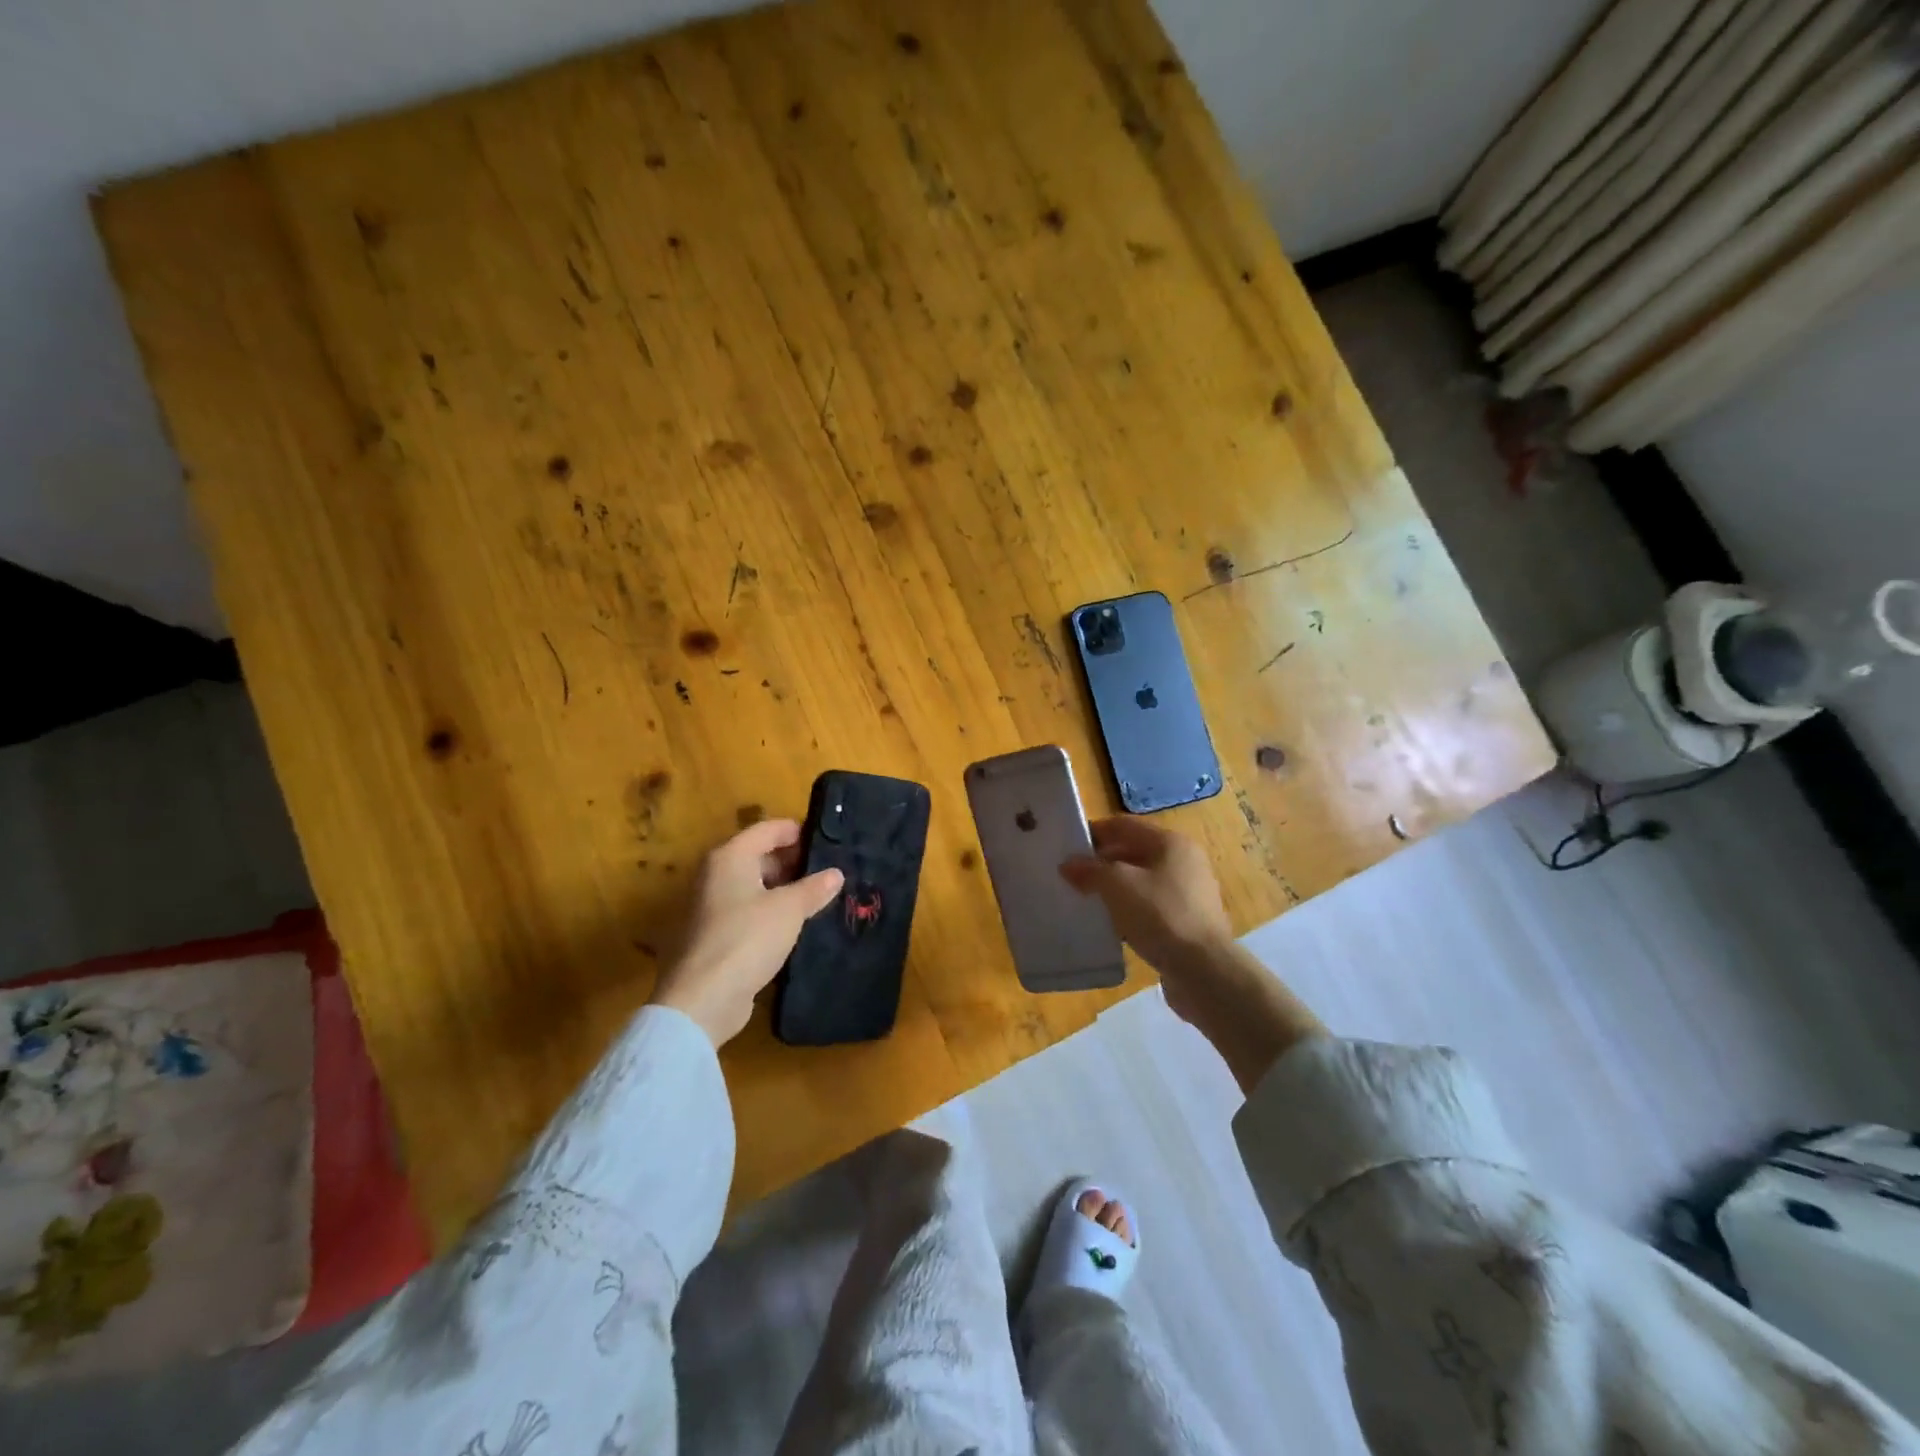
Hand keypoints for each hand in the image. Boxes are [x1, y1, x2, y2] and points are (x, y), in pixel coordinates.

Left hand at [650, 818, 842, 1046]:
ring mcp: (712, 906)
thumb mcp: (789, 909)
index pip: (767, 829)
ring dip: (784, 889)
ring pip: (755, 886)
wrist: (704, 998)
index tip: (828, 840)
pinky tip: (797, 924)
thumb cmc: (747, 938)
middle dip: (793, 861)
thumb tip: (836, 874)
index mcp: (730, 857)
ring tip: (819, 896)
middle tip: (828, 870)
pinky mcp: (715, 935)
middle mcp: (716, 875)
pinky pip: (749, 911)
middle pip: (759, 855)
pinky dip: (771, 912)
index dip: (797, 831)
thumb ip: (814, 888)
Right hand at [1061, 816, 1324, 1089]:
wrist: (1203, 970)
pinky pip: (1151, 907)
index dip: (1094, 833)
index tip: (1066, 847)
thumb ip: (1090, 870)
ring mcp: (1189, 893)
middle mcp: (1184, 861)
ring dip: (1115, 888)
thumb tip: (1068, 865)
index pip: (1124, 826)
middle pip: (1134, 852)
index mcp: (1171, 842)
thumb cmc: (1160, 915)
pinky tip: (1111, 925)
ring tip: (1086, 901)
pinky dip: (1130, 910)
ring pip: (1142, 882)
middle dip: (1102, 862)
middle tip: (1072, 876)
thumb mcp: (1117, 885)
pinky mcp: (1188, 922)